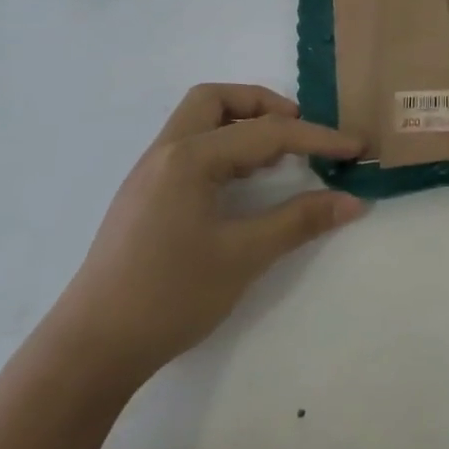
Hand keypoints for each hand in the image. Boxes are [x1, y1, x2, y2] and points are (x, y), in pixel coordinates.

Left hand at [54, 84, 364, 372]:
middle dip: (262, 105)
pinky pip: (189, 149)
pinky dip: (223, 149)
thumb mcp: (243, 257)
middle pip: (215, 100)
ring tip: (278, 156)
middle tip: (298, 131)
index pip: (265, 133)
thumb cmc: (170, 296)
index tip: (355, 148)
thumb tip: (352, 201)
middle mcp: (166, 152)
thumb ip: (299, 221)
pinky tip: (241, 183)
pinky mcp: (144, 196)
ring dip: (240, 125)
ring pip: (198, 121)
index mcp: (189, 157)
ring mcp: (149, 173)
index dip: (316, 138)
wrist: (92, 348)